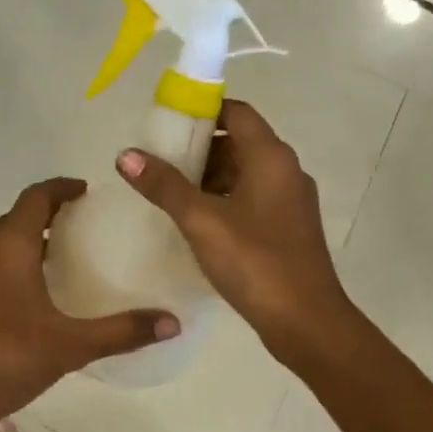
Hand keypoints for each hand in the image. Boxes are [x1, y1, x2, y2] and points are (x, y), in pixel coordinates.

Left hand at [0, 178, 178, 431]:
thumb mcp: (69, 346)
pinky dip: (10, 263)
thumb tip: (173, 322)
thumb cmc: (3, 360)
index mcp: (8, 247)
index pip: (36, 197)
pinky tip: (29, 295)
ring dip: (27, 240)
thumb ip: (122, 332)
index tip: (85, 190)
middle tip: (82, 226)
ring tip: (60, 257)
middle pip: (16, 217)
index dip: (61, 188)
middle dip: (48, 214)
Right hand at [118, 99, 354, 364]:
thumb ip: (164, 185)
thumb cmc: (255, 262)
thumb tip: (126, 154)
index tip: (166, 122)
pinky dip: (223, 200)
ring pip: (244, 173)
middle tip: (159, 161)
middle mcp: (285, 171)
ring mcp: (290, 201)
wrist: (306, 321)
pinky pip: (251, 199)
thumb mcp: (202, 220)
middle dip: (198, 148)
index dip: (202, 110)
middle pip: (239, 142)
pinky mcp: (288, 228)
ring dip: (209, 177)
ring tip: (169, 191)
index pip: (236, 112)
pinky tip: (195, 221)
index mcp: (271, 157)